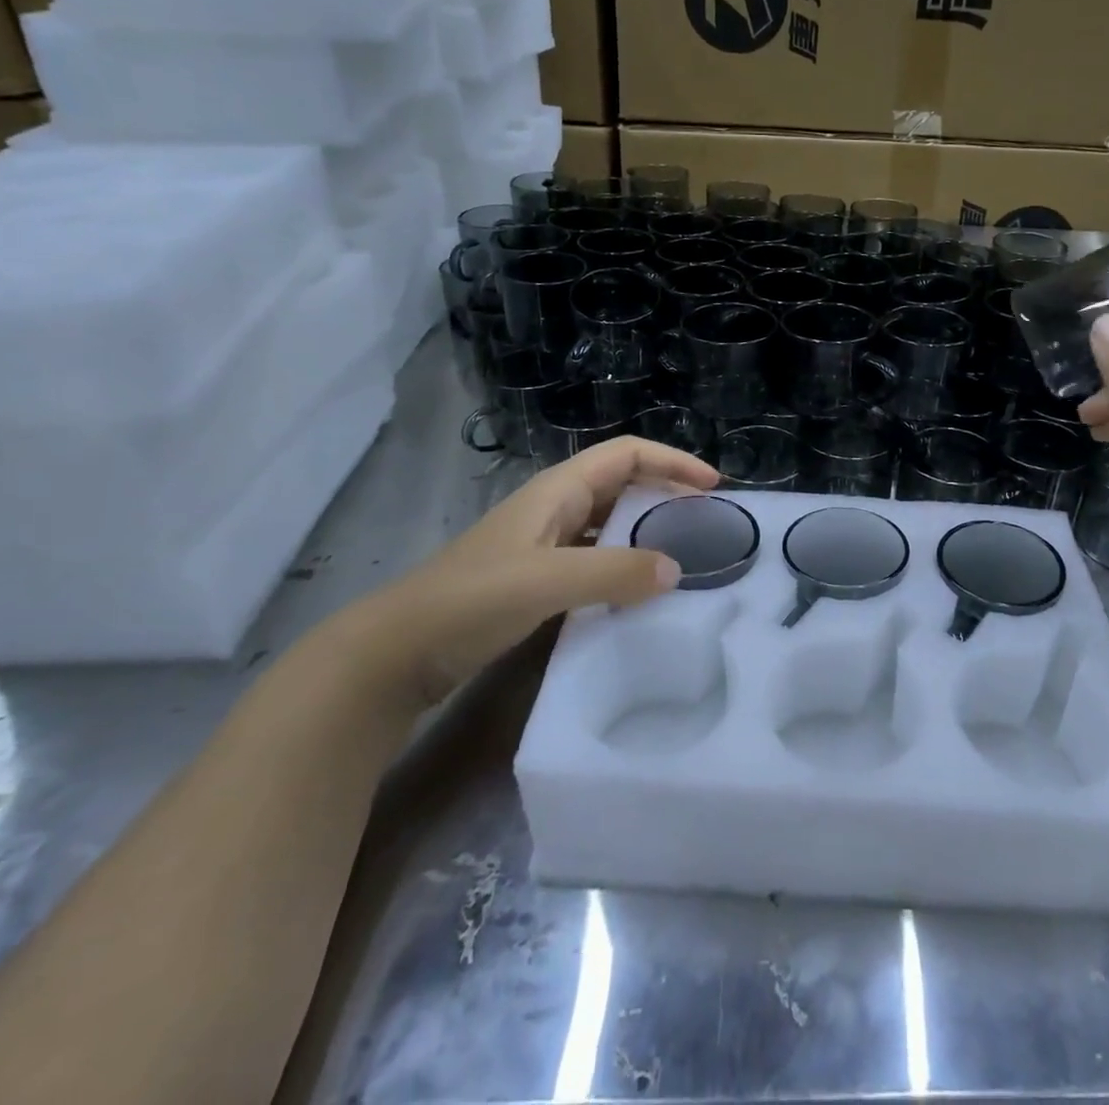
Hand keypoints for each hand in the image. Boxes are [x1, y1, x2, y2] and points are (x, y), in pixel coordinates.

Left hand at [335, 438, 718, 708]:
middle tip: (707, 523)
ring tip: (685, 557)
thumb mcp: (547, 581)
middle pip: (621, 484)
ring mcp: (543, 545)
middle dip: (666, 494)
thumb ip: (613, 572)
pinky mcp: (536, 580)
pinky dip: (624, 567)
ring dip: (647, 531)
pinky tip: (639, 594)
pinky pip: (595, 560)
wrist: (395, 652)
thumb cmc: (470, 601)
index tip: (713, 486)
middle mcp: (554, 509)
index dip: (672, 461)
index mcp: (557, 491)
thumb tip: (677, 570)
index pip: (626, 455)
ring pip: (610, 524)